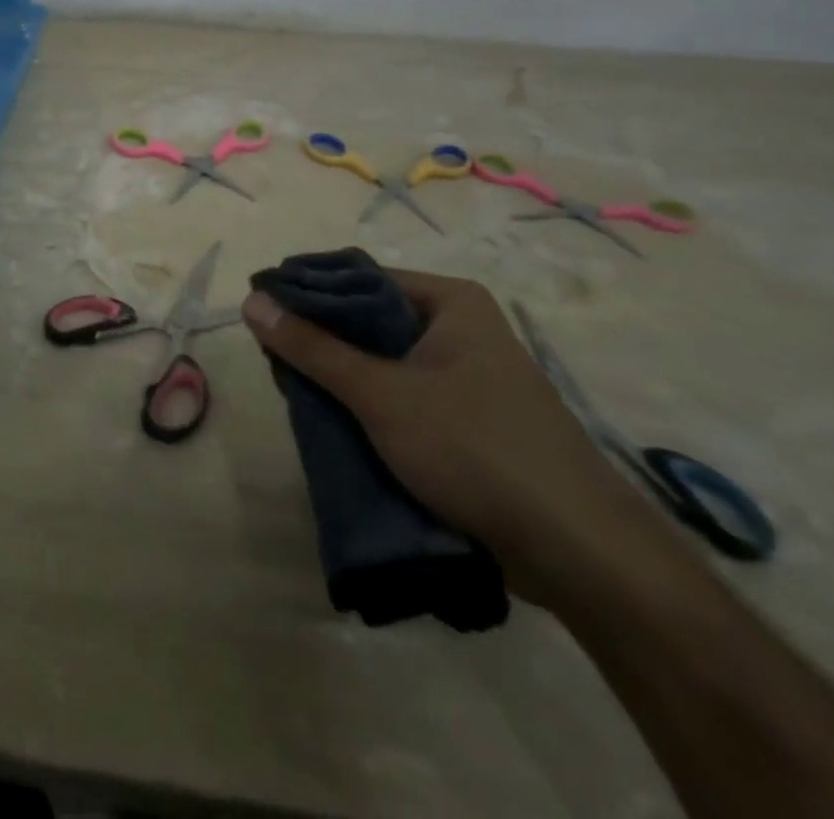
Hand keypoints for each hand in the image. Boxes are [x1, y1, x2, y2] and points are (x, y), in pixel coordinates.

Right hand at [243, 269, 685, 604]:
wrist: (582, 555)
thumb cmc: (476, 450)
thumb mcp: (381, 394)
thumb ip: (312, 347)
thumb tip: (251, 301)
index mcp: (450, 301)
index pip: (358, 279)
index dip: (306, 295)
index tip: (262, 317)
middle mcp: (460, 328)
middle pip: (369, 321)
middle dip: (321, 342)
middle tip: (273, 362)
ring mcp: (468, 376)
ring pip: (383, 363)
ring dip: (342, 379)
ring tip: (296, 394)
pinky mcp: (470, 421)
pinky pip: (403, 396)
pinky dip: (369, 406)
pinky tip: (336, 423)